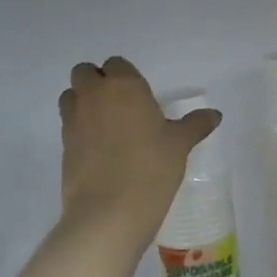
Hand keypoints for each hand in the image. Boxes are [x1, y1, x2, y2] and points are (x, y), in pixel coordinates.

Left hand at [59, 57, 220, 235]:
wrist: (109, 212)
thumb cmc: (151, 168)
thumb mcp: (180, 145)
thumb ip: (195, 125)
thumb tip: (214, 114)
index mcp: (124, 86)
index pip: (117, 64)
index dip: (126, 76)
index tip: (140, 96)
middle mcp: (94, 95)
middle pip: (85, 73)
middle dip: (98, 82)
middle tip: (120, 106)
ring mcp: (73, 120)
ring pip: (71, 96)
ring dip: (83, 101)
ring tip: (106, 125)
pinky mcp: (62, 145)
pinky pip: (68, 124)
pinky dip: (80, 128)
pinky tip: (100, 149)